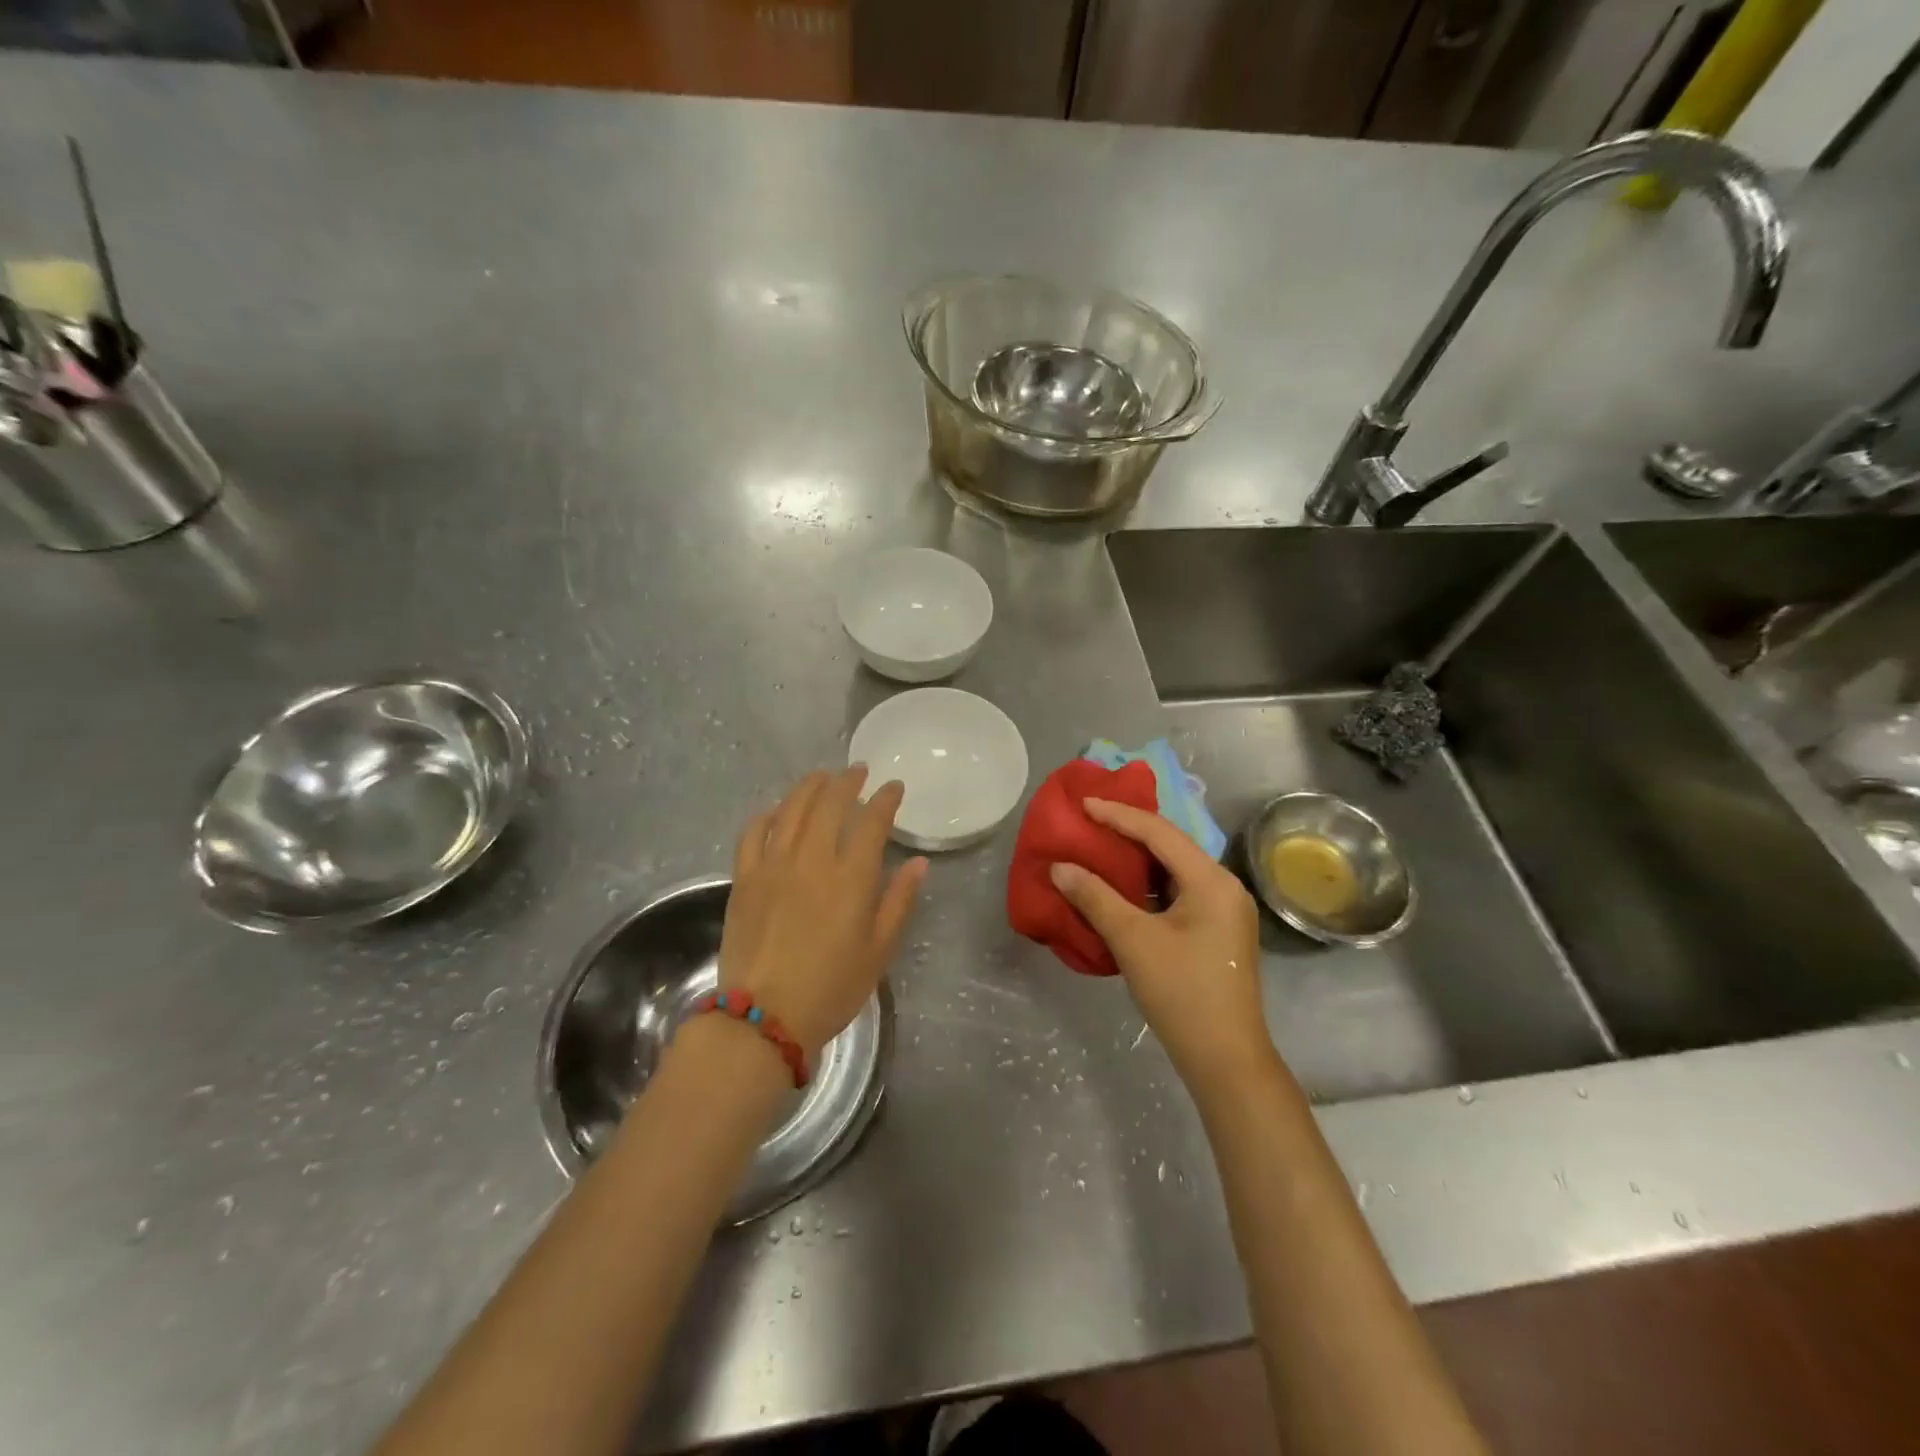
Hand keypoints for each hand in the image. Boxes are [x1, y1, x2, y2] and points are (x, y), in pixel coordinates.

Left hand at [719, 767, 927, 1058]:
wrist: (764, 1017)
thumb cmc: (832, 987)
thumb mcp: (880, 950)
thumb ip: (899, 901)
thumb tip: (918, 862)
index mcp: (852, 877)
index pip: (872, 821)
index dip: (886, 799)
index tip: (894, 787)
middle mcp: (813, 859)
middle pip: (830, 803)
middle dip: (848, 781)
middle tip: (859, 772)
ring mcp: (773, 864)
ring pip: (792, 808)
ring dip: (810, 787)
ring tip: (822, 777)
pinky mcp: (744, 878)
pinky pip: (753, 832)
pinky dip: (768, 814)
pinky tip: (777, 810)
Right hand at [1049, 797, 1270, 1089]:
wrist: (1225, 1059)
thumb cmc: (1181, 993)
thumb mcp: (1133, 940)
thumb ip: (1095, 897)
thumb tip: (1060, 867)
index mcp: (1212, 880)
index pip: (1160, 833)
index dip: (1118, 815)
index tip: (1083, 803)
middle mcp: (1224, 887)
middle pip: (1171, 846)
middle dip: (1129, 831)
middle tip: (1090, 819)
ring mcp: (1224, 911)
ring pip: (1175, 870)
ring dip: (1138, 859)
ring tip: (1101, 846)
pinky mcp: (1217, 932)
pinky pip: (1179, 892)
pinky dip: (1148, 885)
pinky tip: (1122, 887)